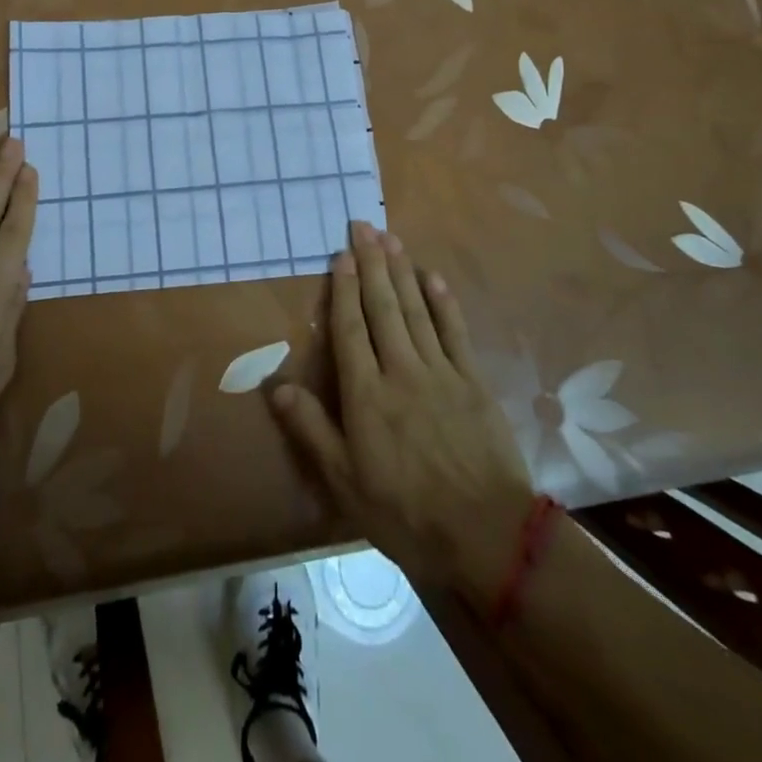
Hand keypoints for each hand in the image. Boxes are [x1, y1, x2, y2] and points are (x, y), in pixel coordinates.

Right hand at [271, 221, 537, 600]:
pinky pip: (455, 332)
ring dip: (402, 272)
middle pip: (383, 307)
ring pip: (416, 310)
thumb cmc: (405, 512)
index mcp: (367, 394)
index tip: (341, 254)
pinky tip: (434, 277)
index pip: (350, 329)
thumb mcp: (345, 481)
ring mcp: (441, 372)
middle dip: (372, 264)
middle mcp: (401, 370)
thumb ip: (312, 429)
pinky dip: (443, 302)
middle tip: (364, 226)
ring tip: (391, 239)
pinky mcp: (473, 382)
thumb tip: (275, 386)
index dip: (344, 288)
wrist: (486, 535)